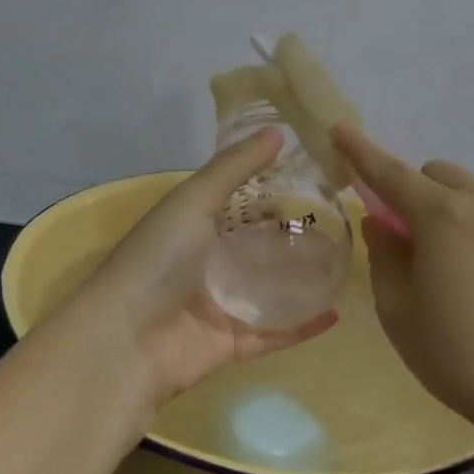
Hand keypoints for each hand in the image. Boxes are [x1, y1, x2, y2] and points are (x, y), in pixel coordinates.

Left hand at [78, 128, 337, 404]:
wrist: (126, 341)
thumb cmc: (158, 258)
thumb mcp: (194, 200)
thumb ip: (235, 167)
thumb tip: (278, 130)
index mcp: (193, 224)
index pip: (238, 201)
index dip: (271, 189)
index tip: (315, 176)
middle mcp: (207, 261)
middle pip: (257, 245)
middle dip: (291, 234)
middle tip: (342, 220)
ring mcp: (220, 304)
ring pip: (270, 288)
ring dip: (302, 278)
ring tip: (346, 261)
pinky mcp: (233, 342)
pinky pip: (275, 331)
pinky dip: (302, 324)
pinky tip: (336, 310)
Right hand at [332, 124, 473, 443]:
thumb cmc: (461, 358)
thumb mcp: (399, 313)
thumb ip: (384, 256)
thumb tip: (382, 223)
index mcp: (441, 217)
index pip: (389, 171)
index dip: (360, 150)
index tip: (340, 131)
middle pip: (438, 175)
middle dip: (415, 192)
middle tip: (410, 240)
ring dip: (453, 215)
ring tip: (459, 274)